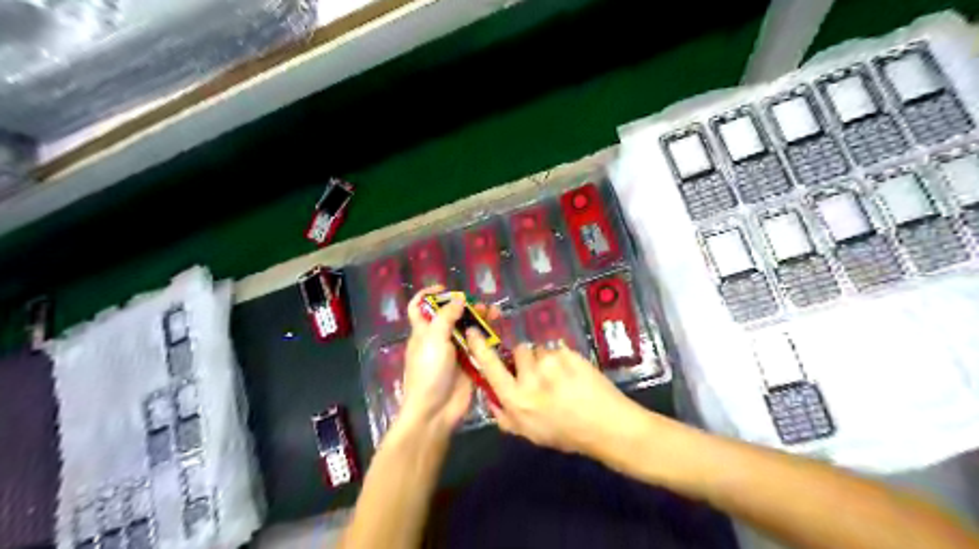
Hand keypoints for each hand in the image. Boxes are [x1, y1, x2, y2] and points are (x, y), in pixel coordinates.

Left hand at [400, 288, 499, 437]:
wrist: (435, 411)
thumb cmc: (429, 372)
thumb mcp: (434, 340)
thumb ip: (446, 317)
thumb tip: (458, 299)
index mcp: (423, 331)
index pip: (419, 307)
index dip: (428, 294)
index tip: (446, 288)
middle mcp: (438, 339)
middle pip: (451, 316)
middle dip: (465, 307)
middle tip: (482, 305)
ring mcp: (454, 352)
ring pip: (468, 330)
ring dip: (480, 320)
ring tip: (496, 314)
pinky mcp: (469, 365)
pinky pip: (478, 347)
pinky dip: (487, 338)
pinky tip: (499, 333)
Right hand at [464, 333, 644, 457]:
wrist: (606, 425)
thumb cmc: (566, 433)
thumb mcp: (530, 433)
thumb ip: (505, 416)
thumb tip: (490, 396)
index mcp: (516, 399)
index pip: (490, 367)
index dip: (479, 348)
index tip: (473, 333)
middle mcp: (529, 377)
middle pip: (519, 351)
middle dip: (526, 359)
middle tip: (541, 375)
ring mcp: (551, 363)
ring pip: (540, 349)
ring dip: (546, 359)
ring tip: (561, 377)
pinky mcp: (569, 354)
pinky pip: (558, 349)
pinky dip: (563, 359)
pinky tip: (574, 375)